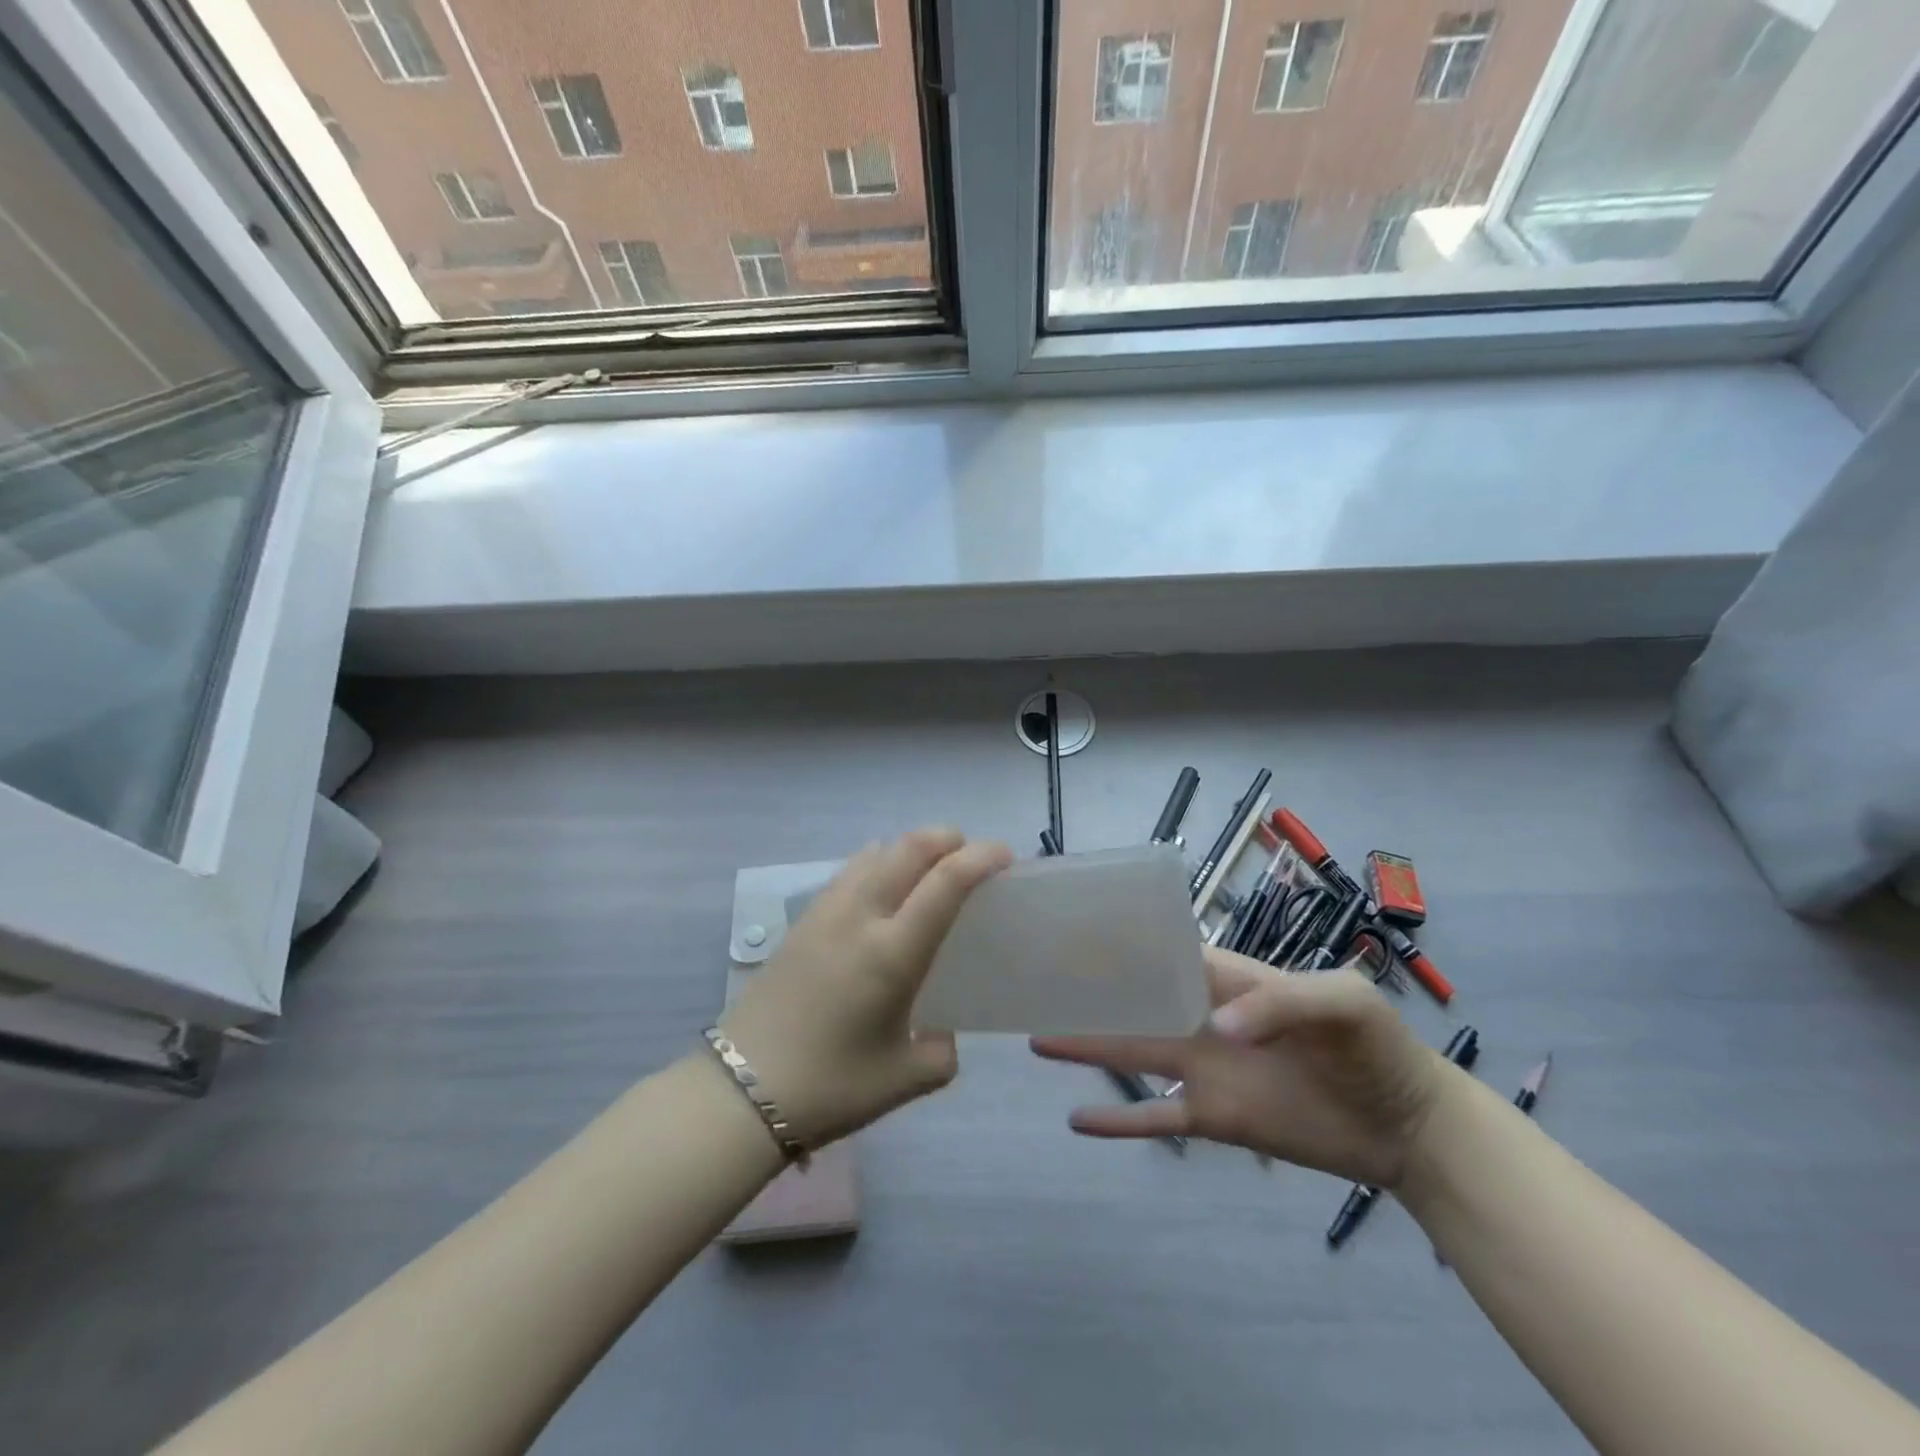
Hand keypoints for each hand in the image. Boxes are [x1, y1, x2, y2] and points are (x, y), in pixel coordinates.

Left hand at [721, 828, 1010, 1150]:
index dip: (981, 857)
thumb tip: (942, 1033)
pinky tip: (883, 889)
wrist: (741, 1090)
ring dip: (911, 847)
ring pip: (876, 852)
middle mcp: (860, 917)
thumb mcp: (904, 1080)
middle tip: (972, 855)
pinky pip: (850, 871)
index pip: (946, 881)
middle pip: (909, 848)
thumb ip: (941, 1052)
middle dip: (948, 838)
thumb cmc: (830, 1086)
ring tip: (930, 869)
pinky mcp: (802, 921)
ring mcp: (826, 913)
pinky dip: (878, 862)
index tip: (1006, 856)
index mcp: (892, 953)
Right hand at [1031, 948, 1446, 1188]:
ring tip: (1037, 1039)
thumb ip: (1282, 1003)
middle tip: (1034, 984)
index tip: (1072, 936)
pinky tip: (1077, 1121)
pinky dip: (1119, 1120)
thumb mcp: (1343, 1002)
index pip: (1162, 953)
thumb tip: (1216, 1029)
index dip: (1120, 945)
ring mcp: (1204, 1068)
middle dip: (1090, 992)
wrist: (1407, 1125)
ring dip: (1088, 1047)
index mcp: (1227, 978)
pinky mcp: (1213, 1117)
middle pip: (1134, 1001)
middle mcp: (1202, 1017)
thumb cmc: (1376, 1047)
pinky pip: (1156, 1117)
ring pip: (1133, 1053)